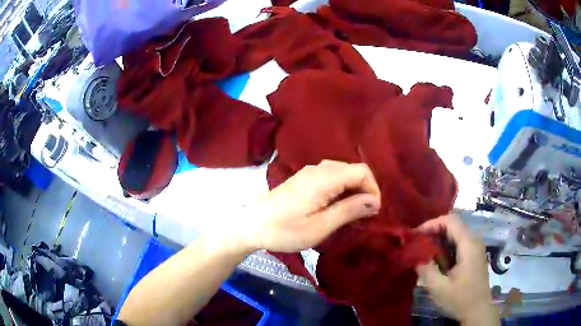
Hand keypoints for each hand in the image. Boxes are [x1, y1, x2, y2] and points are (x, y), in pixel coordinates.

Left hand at [241, 160, 380, 252]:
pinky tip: (338, 205)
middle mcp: (318, 169)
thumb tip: (375, 200)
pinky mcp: (304, 178)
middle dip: (365, 188)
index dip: (373, 188)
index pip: (361, 171)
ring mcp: (309, 172)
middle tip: (365, 213)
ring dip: (353, 189)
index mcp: (323, 179)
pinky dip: (341, 188)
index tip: (374, 211)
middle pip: (353, 169)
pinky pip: (331, 176)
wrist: (252, 225)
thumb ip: (349, 210)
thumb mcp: (320, 226)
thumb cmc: (285, 231)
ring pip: (343, 172)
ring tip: (354, 211)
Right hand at [415, 215, 498, 324]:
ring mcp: (475, 248)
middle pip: (454, 226)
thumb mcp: (439, 289)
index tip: (417, 235)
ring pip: (456, 235)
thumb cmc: (460, 299)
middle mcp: (474, 241)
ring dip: (439, 241)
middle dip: (434, 232)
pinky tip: (437, 261)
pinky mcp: (474, 256)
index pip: (451, 221)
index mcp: (469, 245)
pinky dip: (446, 248)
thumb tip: (417, 259)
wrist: (478, 311)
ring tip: (424, 253)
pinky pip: (459, 244)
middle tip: (417, 245)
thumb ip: (426, 271)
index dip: (433, 223)